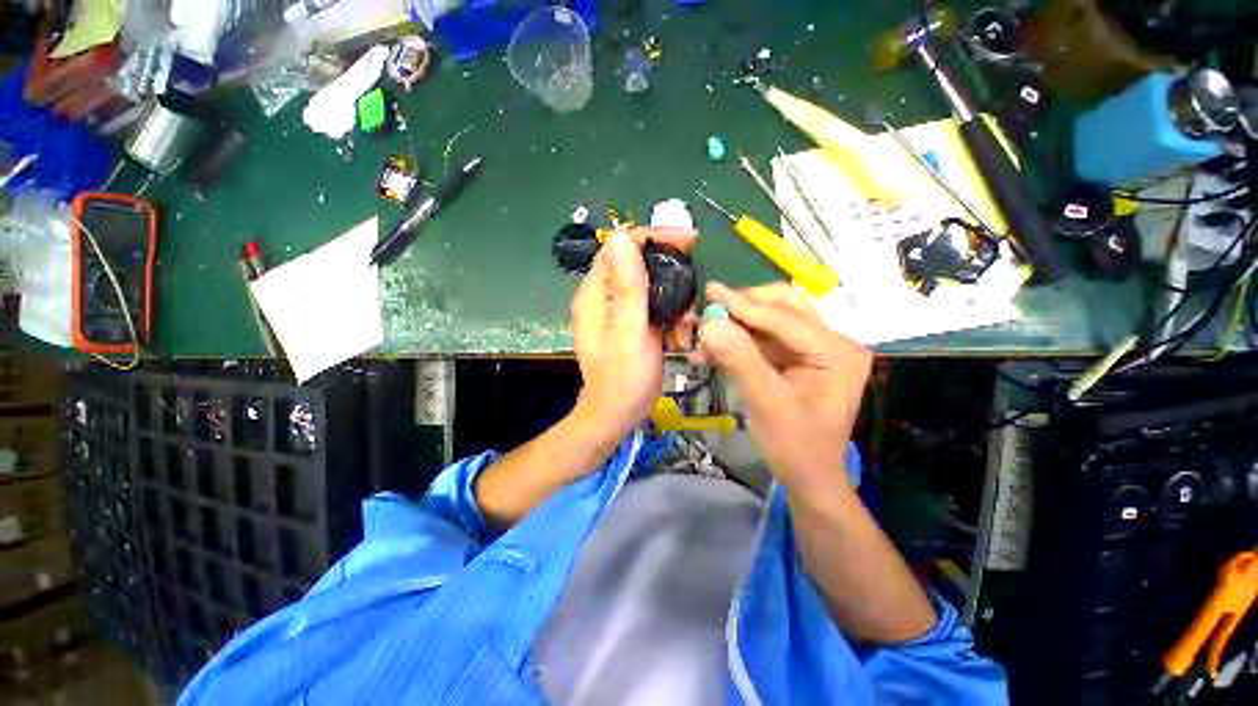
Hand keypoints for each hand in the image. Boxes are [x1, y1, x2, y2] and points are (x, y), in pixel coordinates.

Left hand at [571, 228, 697, 437]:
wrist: (618, 413)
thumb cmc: (622, 378)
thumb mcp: (628, 332)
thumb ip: (627, 287)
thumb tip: (622, 237)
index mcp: (596, 293)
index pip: (620, 247)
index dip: (653, 237)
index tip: (688, 240)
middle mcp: (605, 296)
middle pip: (639, 263)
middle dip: (671, 271)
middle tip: (694, 285)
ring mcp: (620, 310)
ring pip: (653, 285)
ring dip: (676, 300)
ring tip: (686, 324)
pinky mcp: (634, 323)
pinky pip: (657, 306)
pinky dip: (673, 316)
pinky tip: (681, 335)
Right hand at [697, 282, 871, 489]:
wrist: (808, 478)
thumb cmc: (795, 446)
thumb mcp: (766, 403)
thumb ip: (739, 359)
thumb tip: (710, 323)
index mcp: (836, 352)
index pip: (785, 318)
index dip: (744, 305)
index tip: (710, 290)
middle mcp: (831, 343)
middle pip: (783, 308)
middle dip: (743, 308)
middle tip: (709, 308)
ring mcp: (814, 351)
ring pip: (770, 322)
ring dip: (737, 325)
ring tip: (706, 331)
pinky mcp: (797, 360)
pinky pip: (764, 341)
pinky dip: (739, 342)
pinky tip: (714, 349)